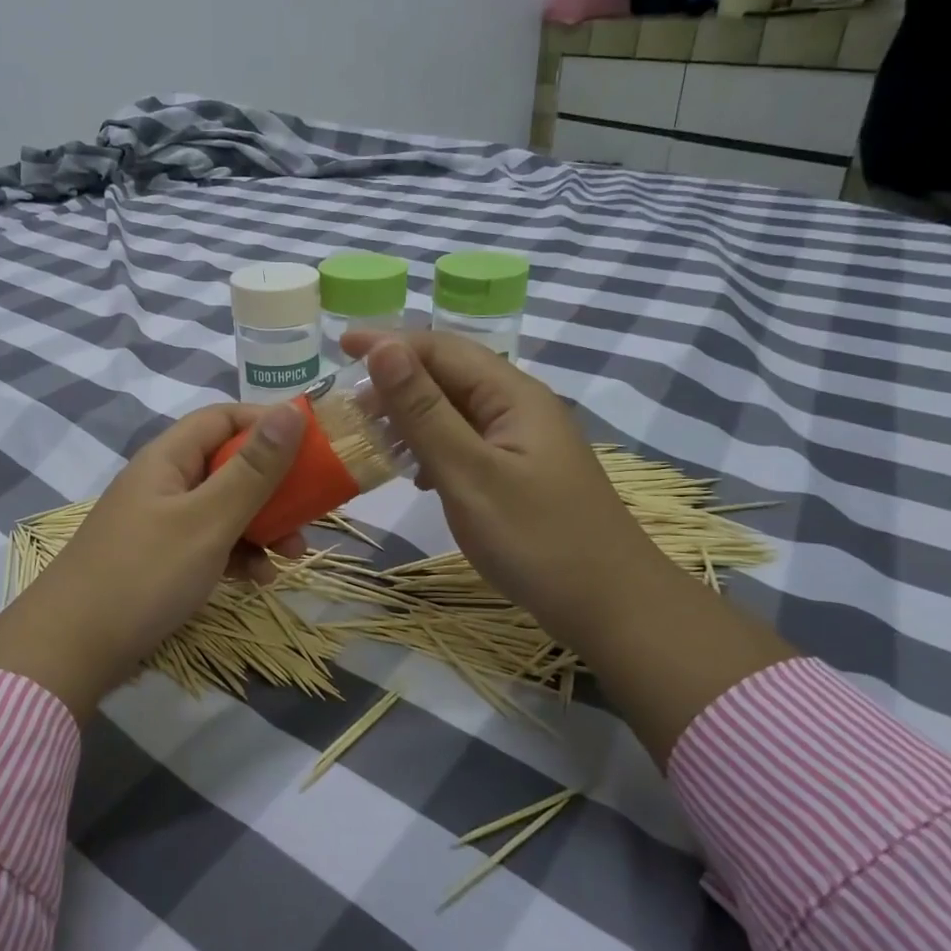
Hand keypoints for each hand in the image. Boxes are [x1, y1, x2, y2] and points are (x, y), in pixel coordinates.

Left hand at [0, 401, 307, 719]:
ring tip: (292, 556)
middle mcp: (164, 482)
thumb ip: (254, 469)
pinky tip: (258, 580)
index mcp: (168, 458)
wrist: (70, 651)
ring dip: (262, 526)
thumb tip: (293, 408)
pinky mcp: (160, 561)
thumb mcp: (208, 519)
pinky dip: (237, 555)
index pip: (224, 418)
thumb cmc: (144, 574)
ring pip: (224, 509)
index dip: (268, 423)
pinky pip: (209, 544)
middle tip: (311, 511)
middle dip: (274, 487)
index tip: (313, 443)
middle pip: (229, 465)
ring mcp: (160, 523)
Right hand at [340, 330, 672, 646]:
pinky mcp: (520, 472)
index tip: (339, 347)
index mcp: (512, 395)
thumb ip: (423, 410)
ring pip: (456, 410)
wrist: (611, 607)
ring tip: (372, 433)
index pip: (441, 348)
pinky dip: (432, 447)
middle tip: (349, 401)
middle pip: (449, 374)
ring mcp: (522, 441)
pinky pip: (466, 442)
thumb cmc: (536, 538)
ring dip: (411, 415)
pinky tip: (413, 472)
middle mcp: (519, 407)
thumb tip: (383, 348)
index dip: (388, 343)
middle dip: (396, 379)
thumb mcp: (469, 472)